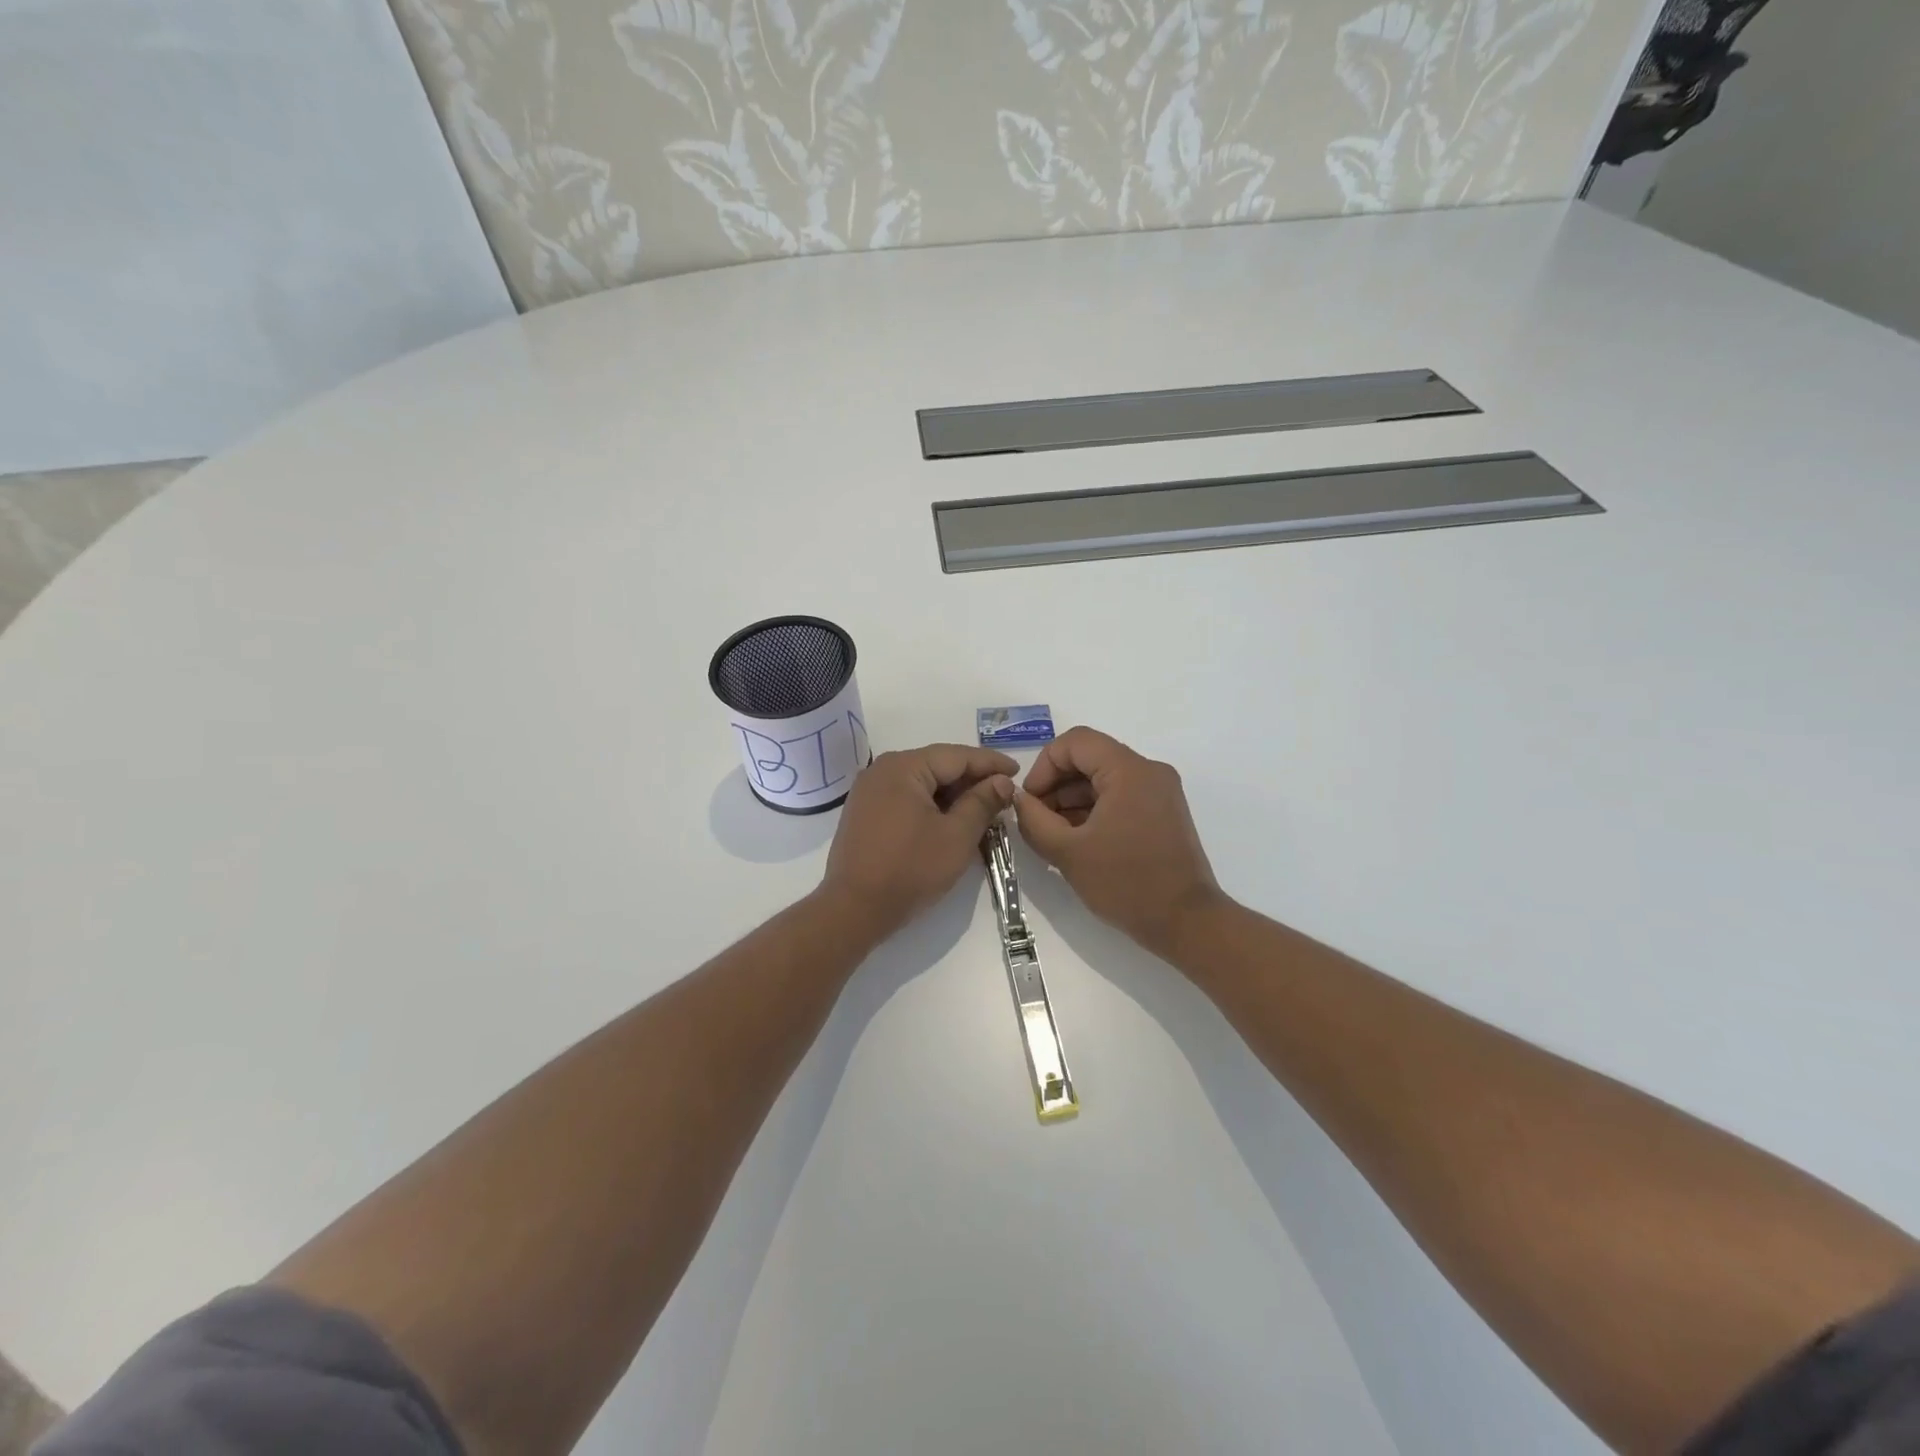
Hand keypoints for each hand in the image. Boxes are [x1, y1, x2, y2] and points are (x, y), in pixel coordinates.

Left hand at [819, 744, 1016, 942]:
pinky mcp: (864, 812)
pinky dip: (931, 804)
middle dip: (972, 779)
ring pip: (922, 782)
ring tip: (983, 808)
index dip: (990, 763)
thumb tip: (1002, 781)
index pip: (956, 756)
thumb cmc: (909, 870)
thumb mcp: (956, 836)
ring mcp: (869, 791)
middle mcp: (882, 770)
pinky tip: (950, 819)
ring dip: (952, 794)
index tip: (1018, 771)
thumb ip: (982, 802)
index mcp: (903, 767)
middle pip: (937, 765)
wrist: (853, 909)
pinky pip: (906, 797)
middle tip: (1003, 793)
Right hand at [1014, 727, 1224, 960]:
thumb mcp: (1068, 852)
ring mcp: (1160, 791)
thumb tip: (1020, 800)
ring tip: (1053, 834)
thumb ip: (1034, 820)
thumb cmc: (1126, 884)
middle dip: (1056, 785)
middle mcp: (1149, 771)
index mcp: (1129, 770)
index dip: (1044, 766)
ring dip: (1072, 799)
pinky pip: (1120, 796)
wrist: (1186, 923)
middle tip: (1036, 820)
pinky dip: (1094, 810)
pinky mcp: (1163, 812)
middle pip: (1090, 758)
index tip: (1030, 801)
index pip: (1075, 742)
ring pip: (1104, 778)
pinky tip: (1076, 840)